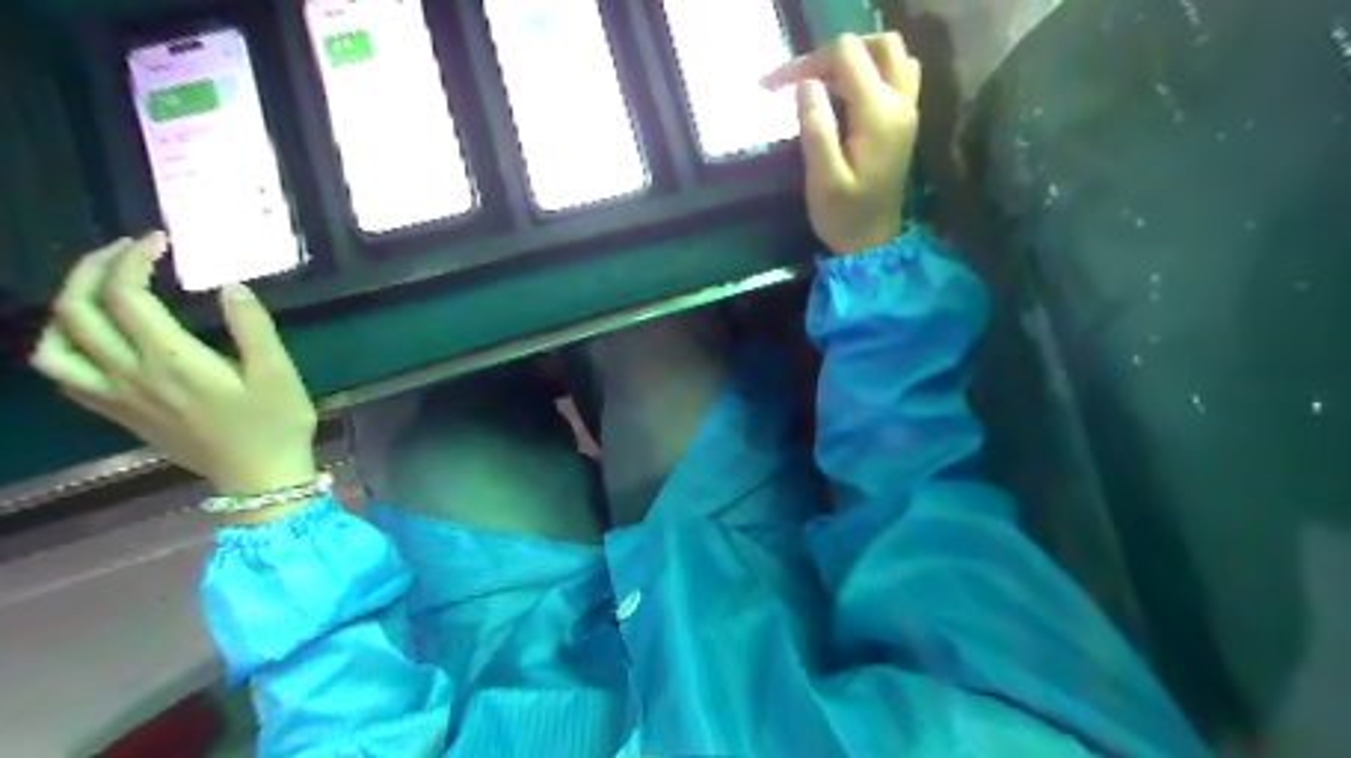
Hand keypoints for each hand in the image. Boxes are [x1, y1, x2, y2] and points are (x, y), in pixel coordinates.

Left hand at [30, 235, 319, 499]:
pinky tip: (94, 336)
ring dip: (66, 307)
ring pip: (54, 345)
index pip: (127, 296)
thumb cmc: (275, 424)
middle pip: (78, 311)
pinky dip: (64, 345)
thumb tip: (230, 286)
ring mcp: (117, 397)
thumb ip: (253, 328)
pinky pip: (65, 375)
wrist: (259, 477)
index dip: (133, 259)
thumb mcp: (279, 374)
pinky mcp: (119, 413)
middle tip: (126, 250)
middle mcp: (131, 375)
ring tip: (100, 290)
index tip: (159, 241)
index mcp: (171, 361)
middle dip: (93, 269)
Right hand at [765, 32, 924, 254]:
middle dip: (834, 54)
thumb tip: (805, 83)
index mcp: (878, 115)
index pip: (846, 56)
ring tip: (824, 83)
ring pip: (892, 54)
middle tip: (803, 81)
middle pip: (876, 44)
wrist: (872, 242)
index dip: (808, 62)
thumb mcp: (822, 180)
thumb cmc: (843, 216)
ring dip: (857, 58)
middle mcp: (900, 103)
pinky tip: (847, 94)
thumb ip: (816, 128)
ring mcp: (908, 109)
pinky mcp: (905, 119)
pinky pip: (898, 72)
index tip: (777, 86)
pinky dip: (871, 70)